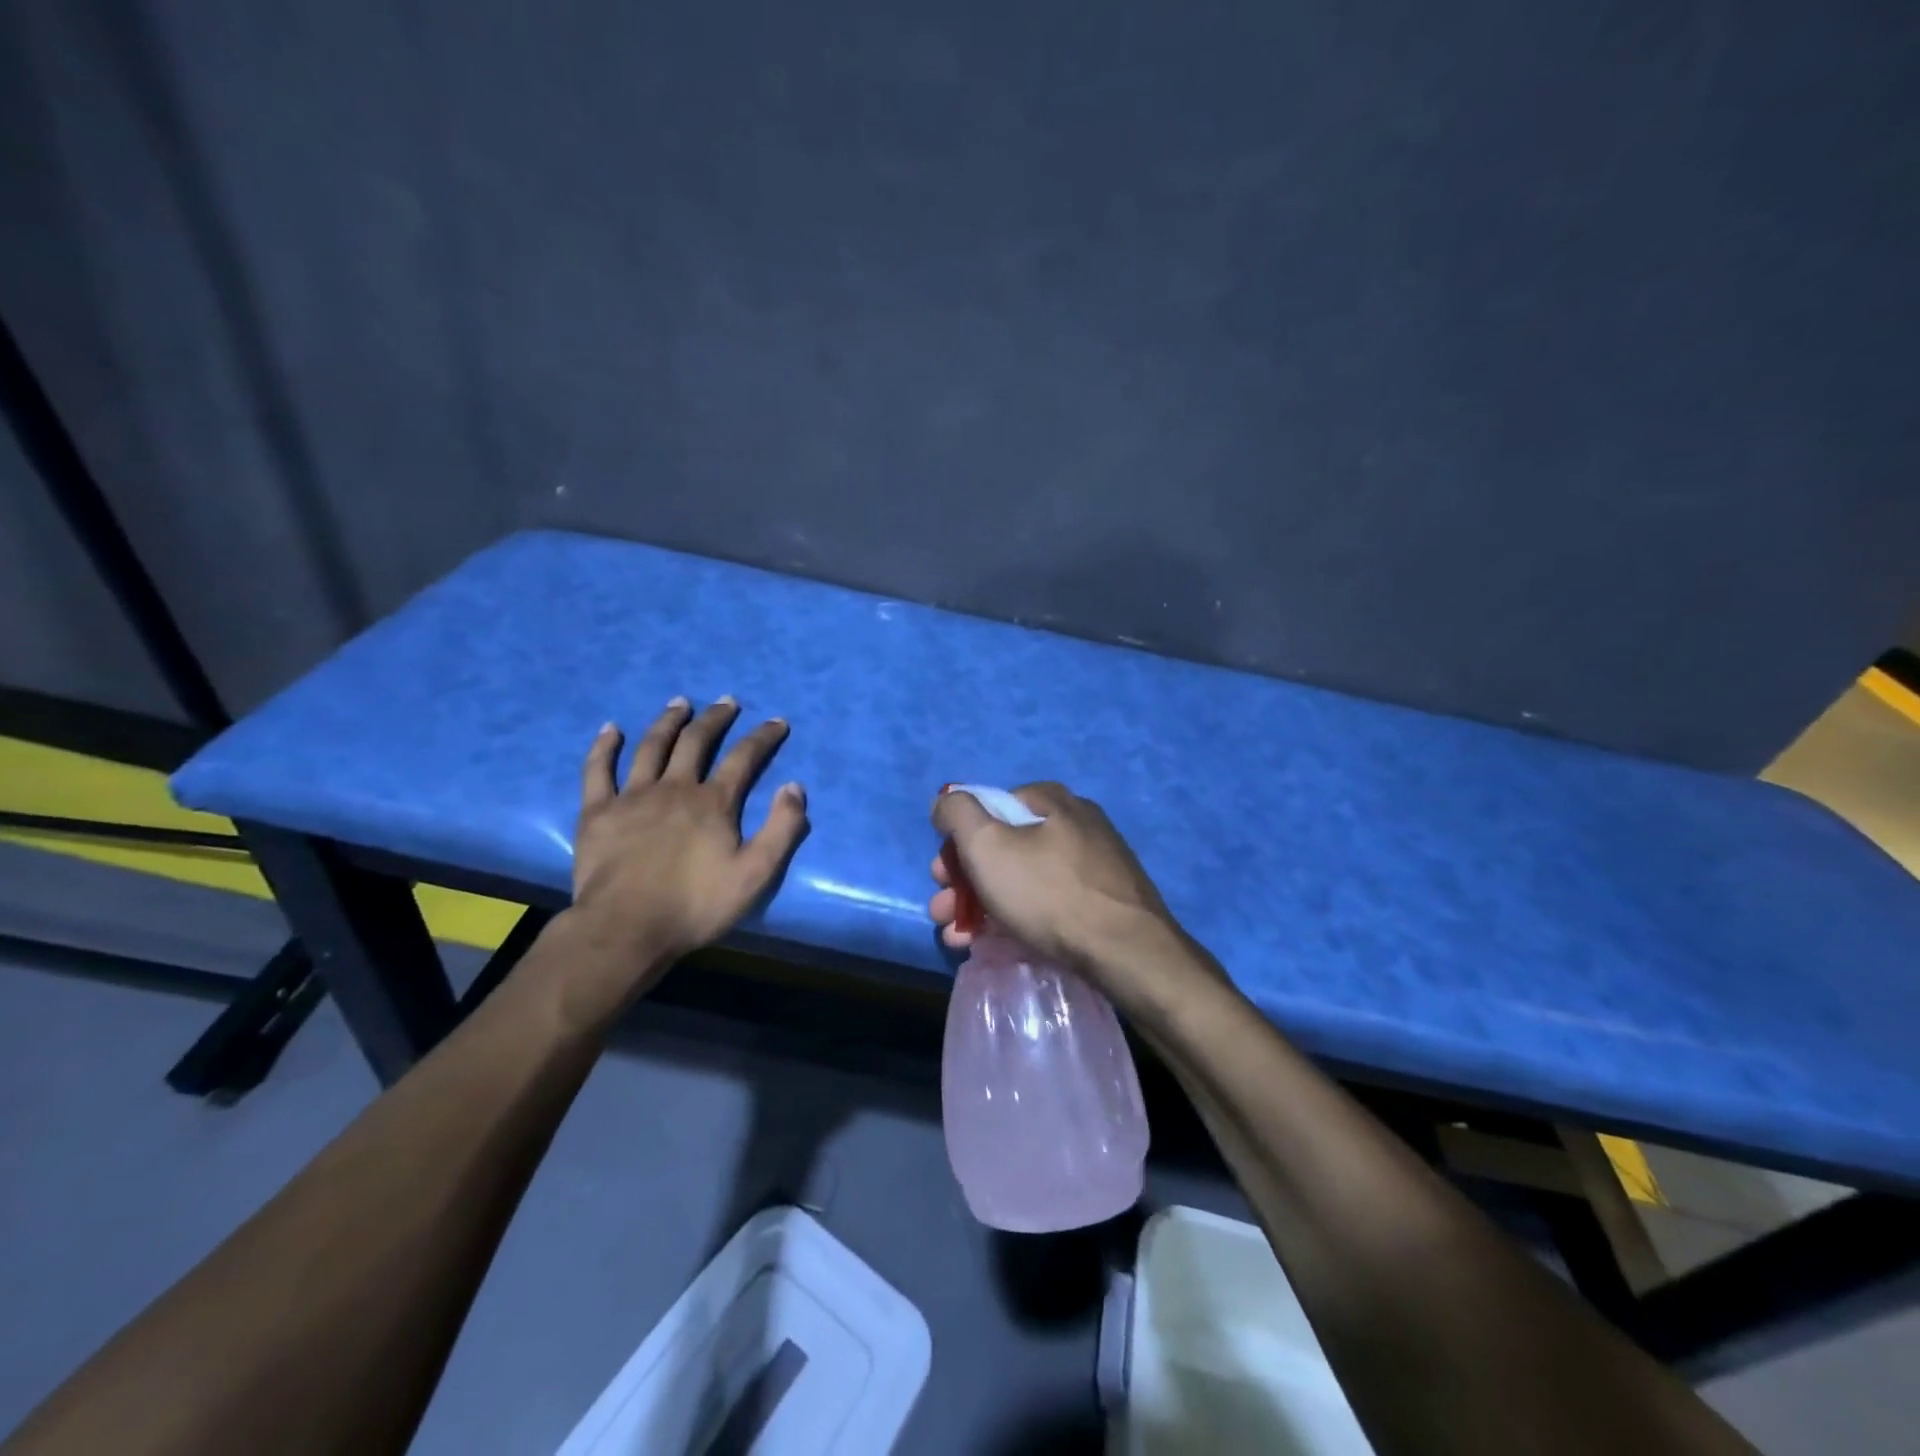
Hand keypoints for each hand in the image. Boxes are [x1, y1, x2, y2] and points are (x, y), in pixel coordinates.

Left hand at [569, 696, 807, 982]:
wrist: (626, 929)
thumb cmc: (696, 905)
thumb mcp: (756, 874)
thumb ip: (781, 829)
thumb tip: (794, 786)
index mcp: (713, 802)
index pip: (744, 758)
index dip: (763, 737)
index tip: (777, 721)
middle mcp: (674, 788)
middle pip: (696, 742)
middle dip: (715, 718)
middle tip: (726, 701)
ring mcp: (632, 796)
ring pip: (651, 746)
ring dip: (668, 721)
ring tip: (680, 703)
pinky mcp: (598, 812)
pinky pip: (598, 770)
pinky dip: (604, 747)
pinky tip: (610, 729)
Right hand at [928, 782, 1179, 982]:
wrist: (1126, 951)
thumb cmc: (1048, 892)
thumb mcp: (987, 845)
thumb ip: (958, 814)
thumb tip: (947, 801)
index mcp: (1052, 801)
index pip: (991, 808)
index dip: (959, 841)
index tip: (942, 876)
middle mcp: (1076, 823)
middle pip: (1005, 846)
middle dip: (965, 881)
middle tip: (944, 912)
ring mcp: (1094, 864)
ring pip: (1024, 879)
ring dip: (983, 906)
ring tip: (959, 940)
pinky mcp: (1105, 901)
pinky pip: (1050, 902)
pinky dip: (1018, 918)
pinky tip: (998, 945)